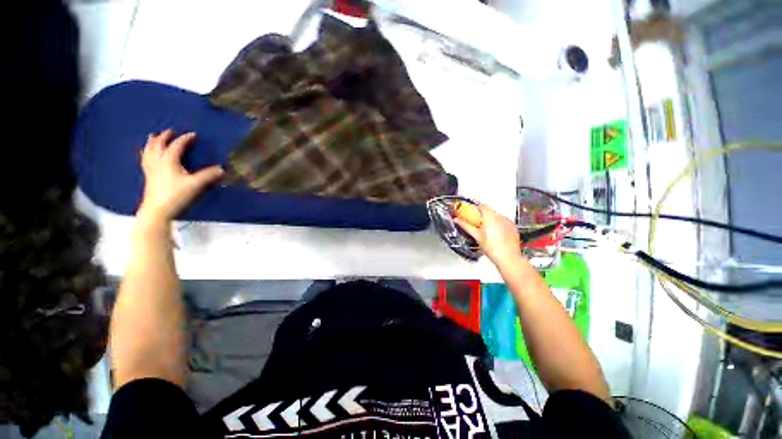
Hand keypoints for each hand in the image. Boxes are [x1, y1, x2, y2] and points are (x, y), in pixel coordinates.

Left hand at [138, 129, 223, 221]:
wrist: (158, 209)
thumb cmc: (176, 195)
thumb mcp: (195, 184)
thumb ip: (208, 175)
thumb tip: (223, 169)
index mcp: (168, 161)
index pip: (177, 146)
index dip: (185, 139)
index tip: (193, 135)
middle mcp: (157, 161)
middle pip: (159, 145)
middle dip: (164, 137)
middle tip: (170, 131)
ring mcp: (151, 169)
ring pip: (149, 151)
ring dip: (152, 142)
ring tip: (153, 136)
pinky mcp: (148, 176)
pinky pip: (145, 160)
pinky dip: (146, 153)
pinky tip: (147, 154)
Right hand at [455, 204, 522, 266]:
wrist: (508, 258)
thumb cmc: (492, 248)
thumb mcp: (476, 236)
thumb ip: (466, 226)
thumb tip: (457, 220)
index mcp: (490, 217)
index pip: (481, 207)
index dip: (475, 209)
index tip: (470, 213)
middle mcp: (501, 217)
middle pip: (489, 211)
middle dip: (482, 215)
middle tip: (476, 223)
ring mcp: (508, 222)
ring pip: (497, 216)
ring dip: (490, 219)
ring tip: (485, 230)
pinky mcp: (513, 227)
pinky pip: (503, 222)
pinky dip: (498, 224)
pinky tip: (495, 233)